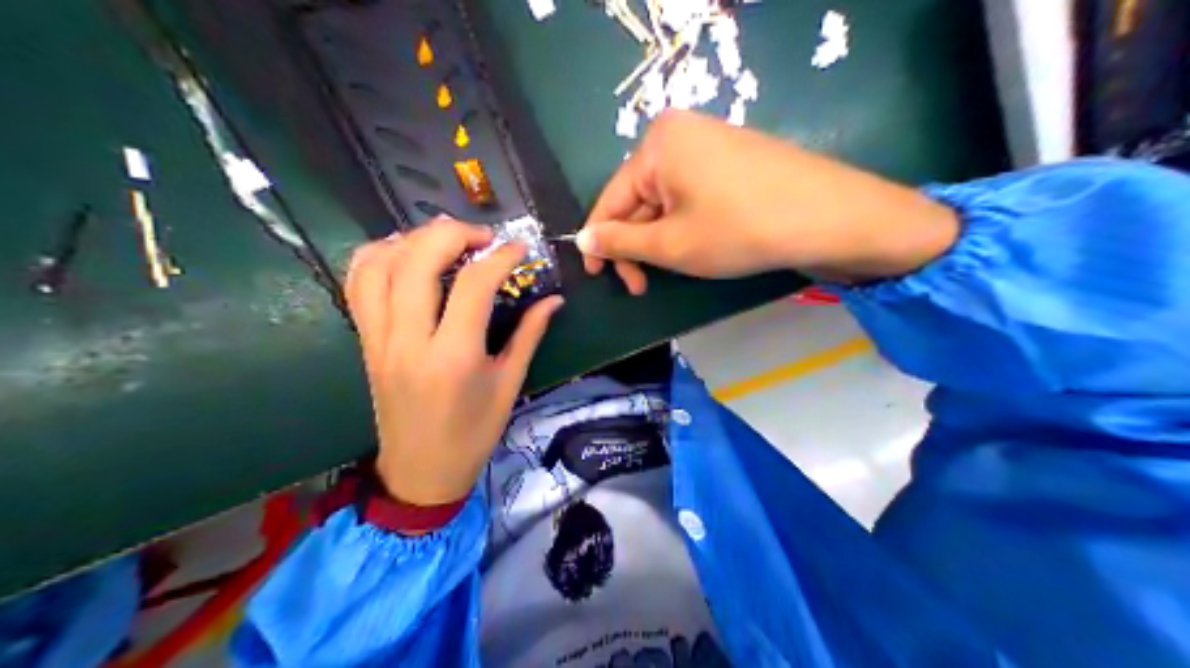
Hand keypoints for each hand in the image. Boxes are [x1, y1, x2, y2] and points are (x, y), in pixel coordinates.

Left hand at [347, 219, 563, 504]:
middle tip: (482, 237)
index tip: (520, 249)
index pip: (474, 284)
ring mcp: (379, 339)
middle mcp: (409, 341)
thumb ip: (529, 335)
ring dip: (412, 239)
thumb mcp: (508, 385)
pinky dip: (377, 257)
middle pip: (417, 260)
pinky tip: (403, 253)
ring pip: (379, 265)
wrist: (420, 472)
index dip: (501, 257)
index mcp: (454, 357)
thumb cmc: (472, 434)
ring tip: (443, 239)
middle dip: (453, 233)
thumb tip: (553, 299)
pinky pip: (357, 285)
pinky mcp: (365, 341)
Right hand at [577, 110, 954, 291]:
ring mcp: (711, 141)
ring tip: (673, 270)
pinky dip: (685, 224)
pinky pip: (692, 192)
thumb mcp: (671, 244)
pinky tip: (697, 247)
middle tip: (641, 286)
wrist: (827, 216)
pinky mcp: (734, 156)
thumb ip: (621, 242)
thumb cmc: (739, 230)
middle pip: (640, 198)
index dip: (600, 241)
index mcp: (656, 144)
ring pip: (667, 199)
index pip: (611, 198)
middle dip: (637, 244)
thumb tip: (583, 240)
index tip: (597, 277)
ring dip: (661, 238)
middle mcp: (679, 132)